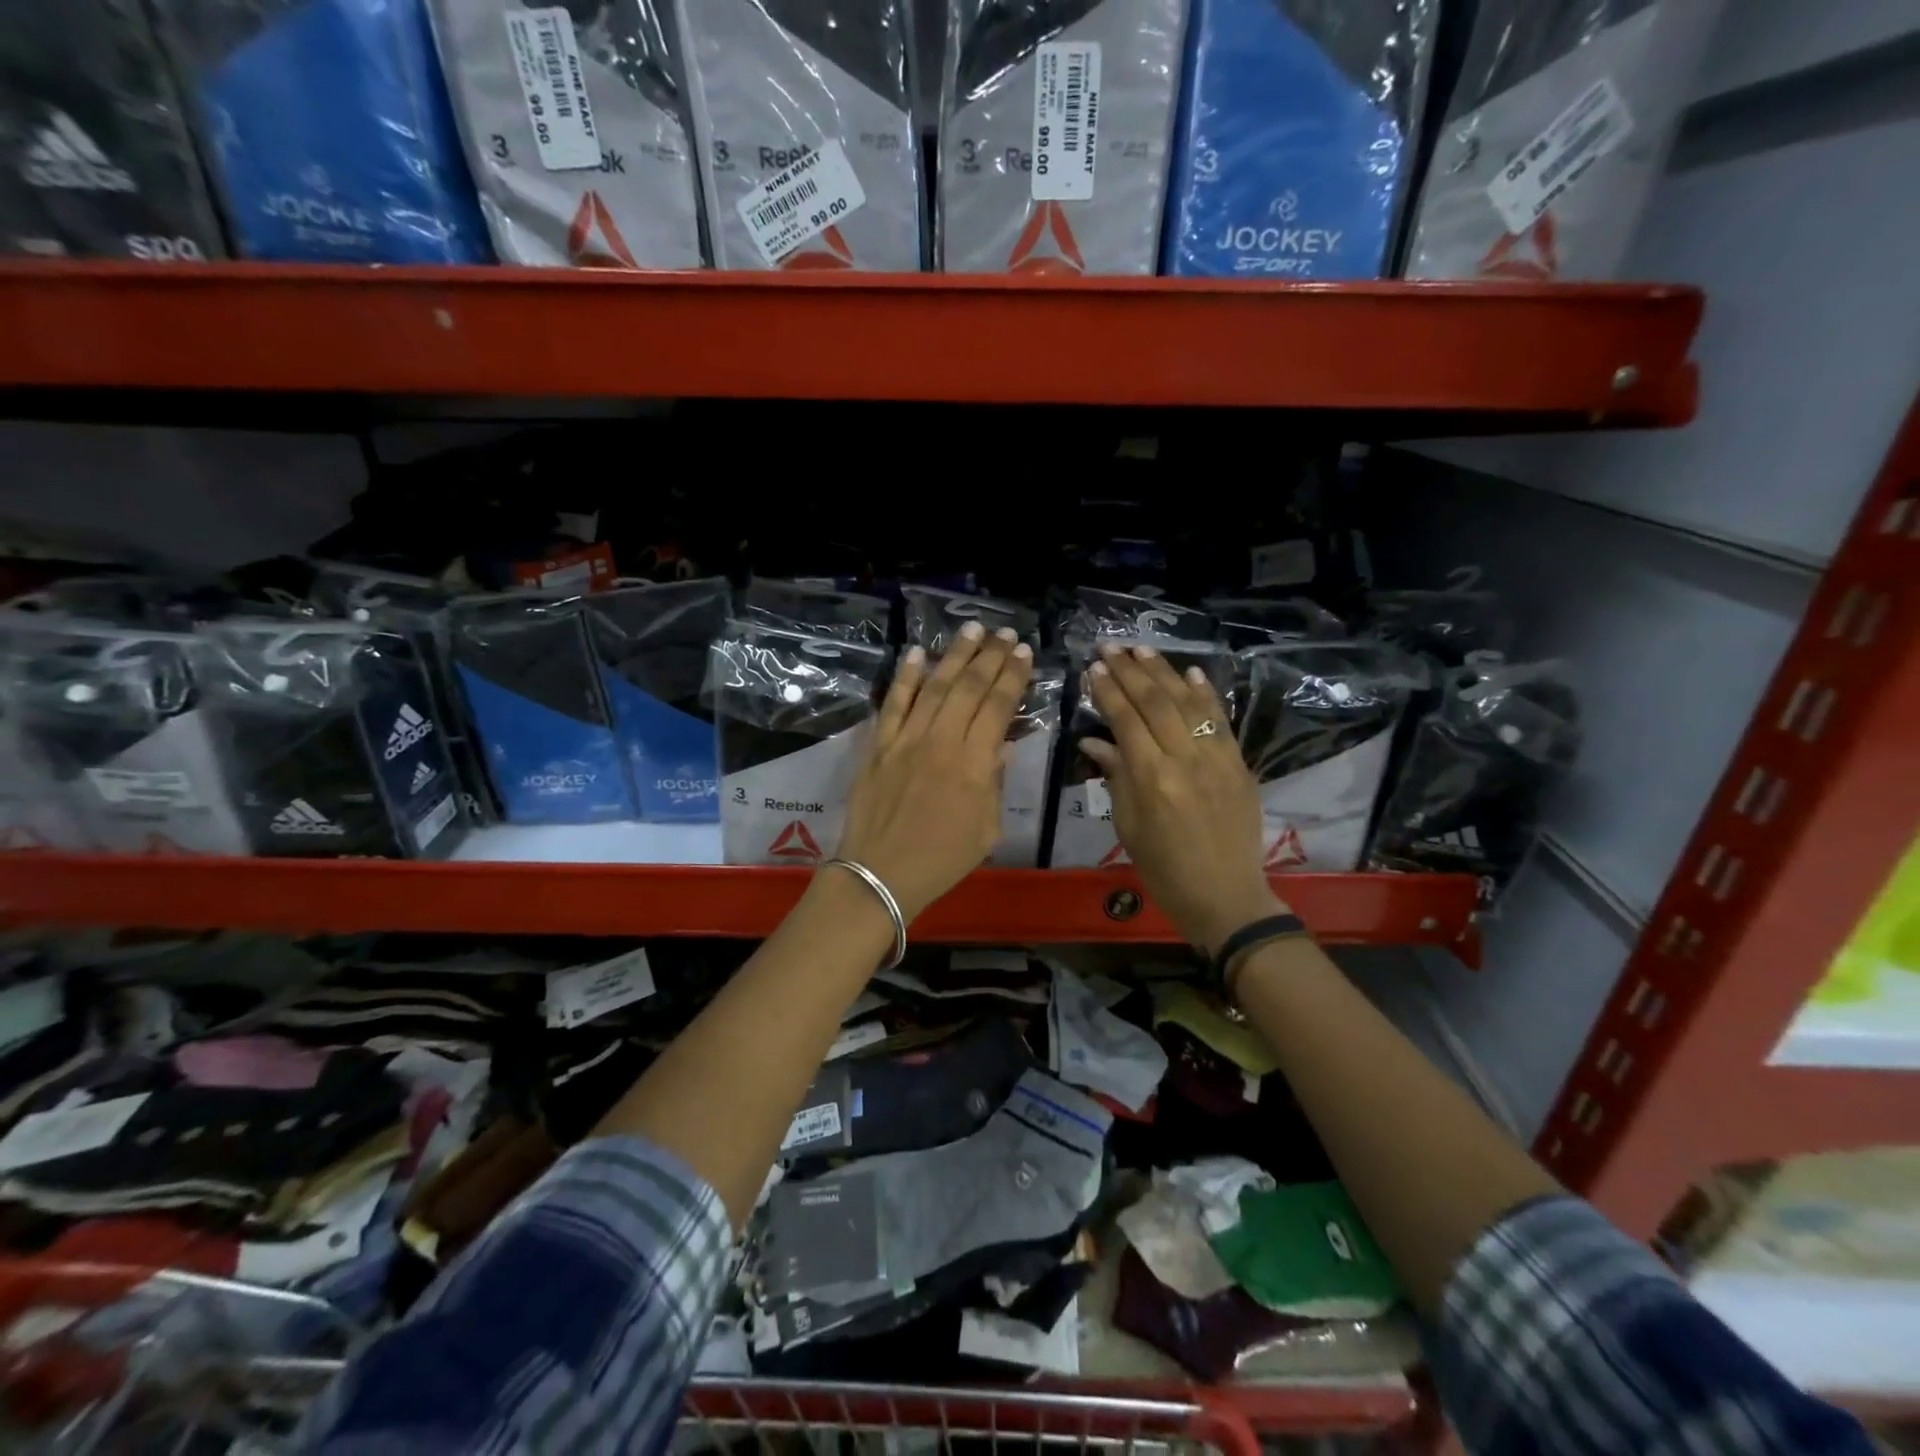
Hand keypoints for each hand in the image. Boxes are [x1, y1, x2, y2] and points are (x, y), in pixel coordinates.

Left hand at [835, 622, 1032, 922]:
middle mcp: (941, 742)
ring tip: (972, 629)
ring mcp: (906, 740)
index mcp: (973, 764)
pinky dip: (905, 677)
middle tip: (1006, 633)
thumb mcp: (987, 829)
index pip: (998, 707)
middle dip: (991, 656)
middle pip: (969, 687)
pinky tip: (916, 653)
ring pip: (934, 686)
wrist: (880, 875)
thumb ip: (994, 783)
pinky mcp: (879, 745)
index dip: (1013, 677)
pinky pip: (893, 703)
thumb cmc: (942, 860)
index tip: (1025, 653)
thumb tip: (999, 746)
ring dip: (954, 654)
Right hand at [1079, 644, 1288, 954]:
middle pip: (1156, 703)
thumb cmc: (1164, 869)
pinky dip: (1205, 693)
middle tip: (1111, 647)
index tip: (1094, 668)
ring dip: (1164, 672)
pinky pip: (1221, 720)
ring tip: (1142, 649)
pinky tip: (1190, 672)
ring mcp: (1217, 759)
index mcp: (1152, 779)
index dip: (1108, 691)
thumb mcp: (1127, 827)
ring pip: (1188, 703)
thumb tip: (1094, 741)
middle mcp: (1186, 760)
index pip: (1126, 721)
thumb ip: (1115, 776)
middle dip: (1131, 672)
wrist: (1225, 896)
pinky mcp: (1239, 763)